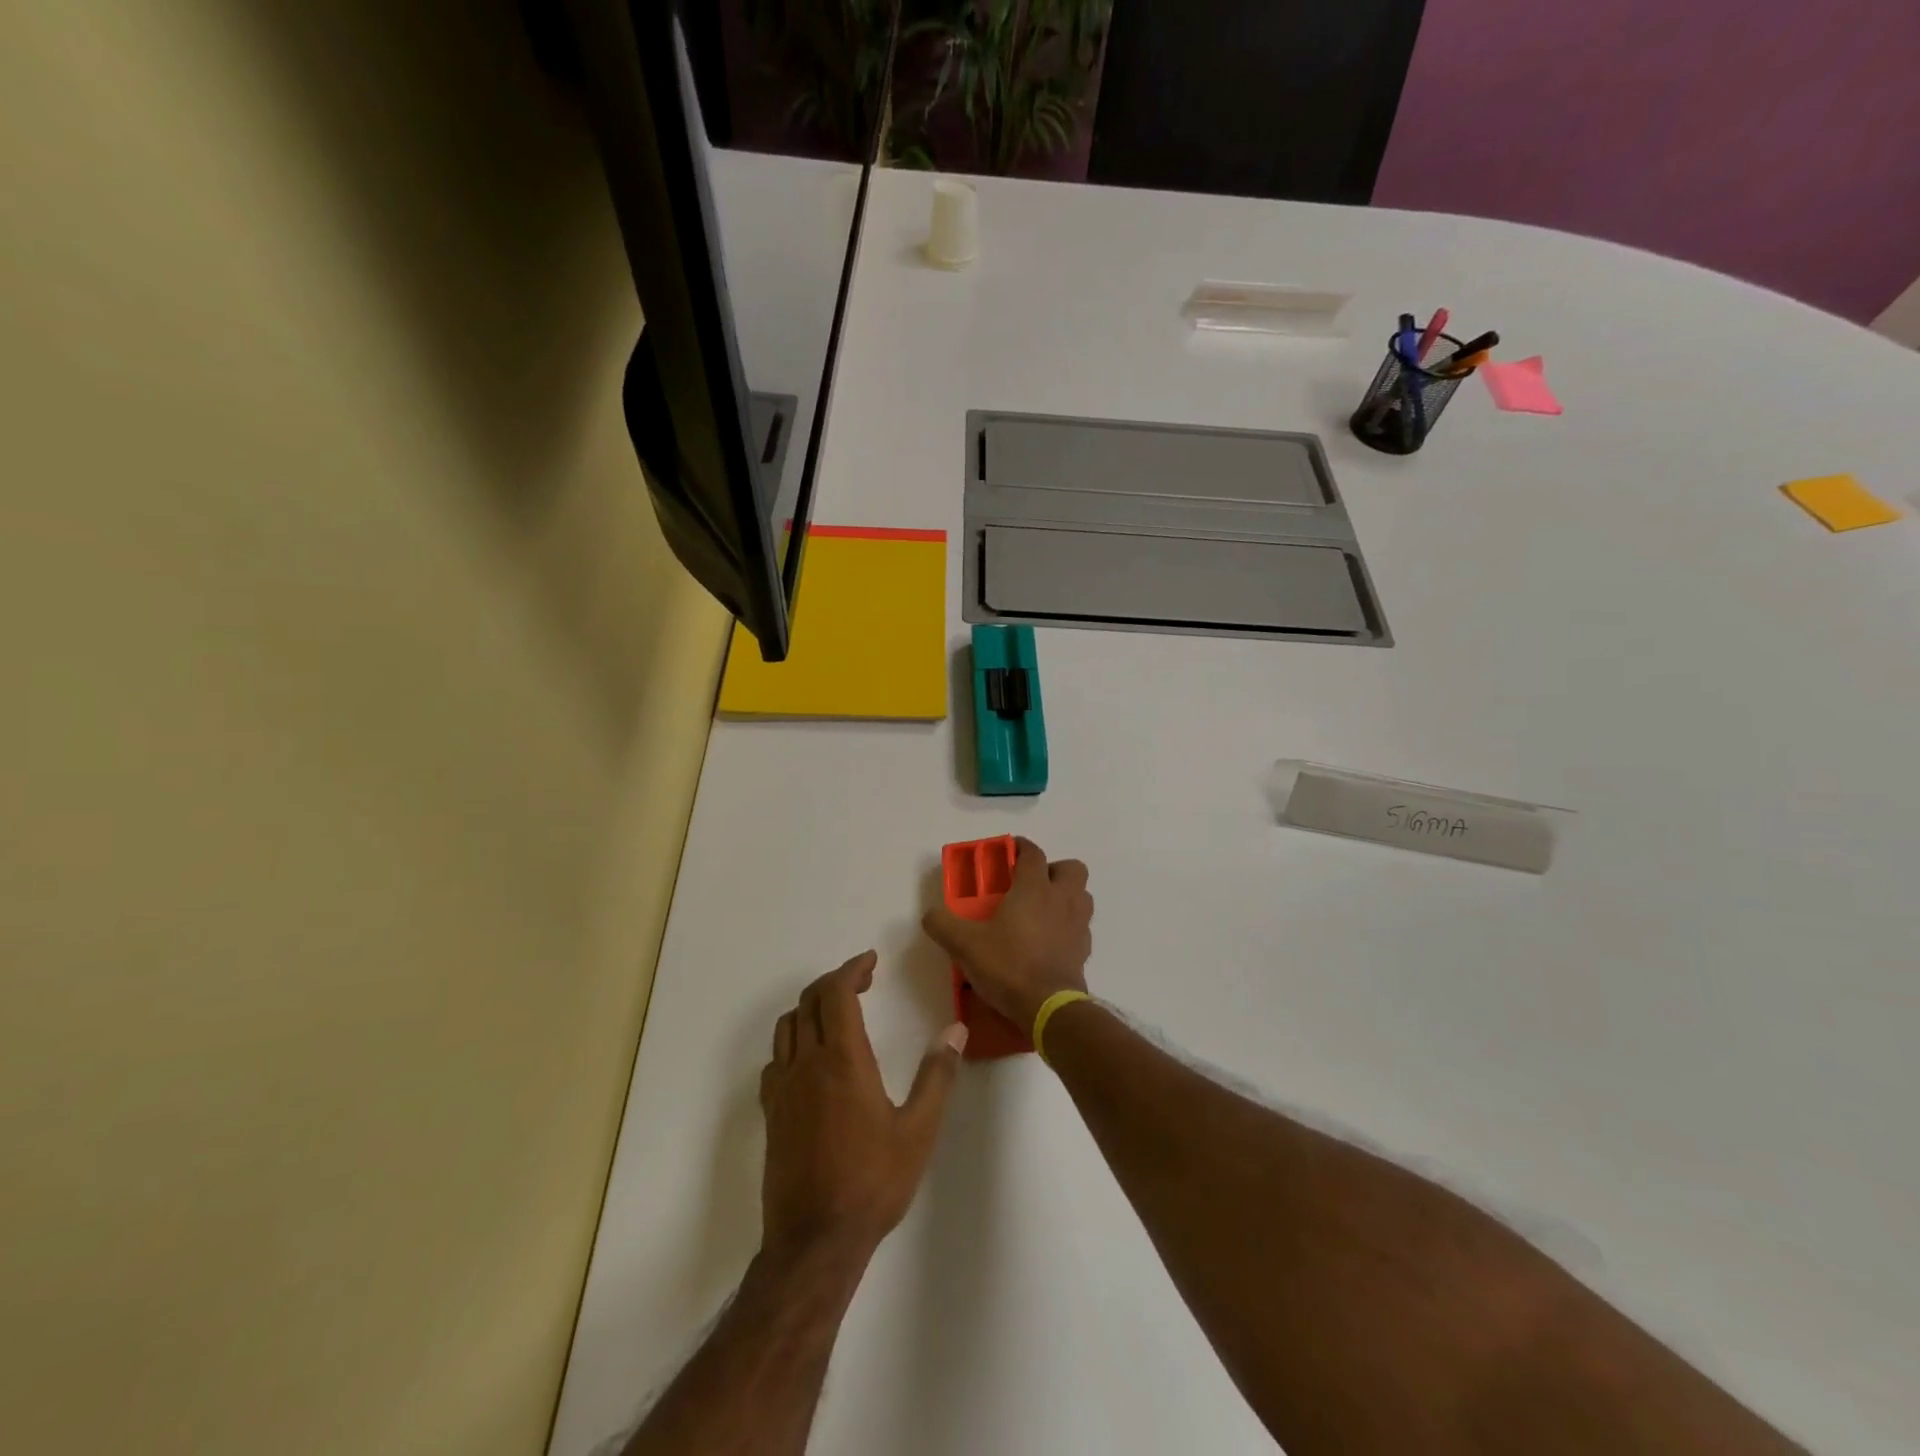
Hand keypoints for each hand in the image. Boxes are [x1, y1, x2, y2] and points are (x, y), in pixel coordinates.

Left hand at [759, 951, 967, 1267]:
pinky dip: (793, 1042)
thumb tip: (955, 1031)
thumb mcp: (918, 1131)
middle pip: (809, 1001)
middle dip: (834, 982)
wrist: (815, 1242)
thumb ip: (937, 1076)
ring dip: (810, 1007)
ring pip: (786, 1027)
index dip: (852, 969)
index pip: (836, 992)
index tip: (870, 961)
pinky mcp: (770, 1113)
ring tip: (837, 1013)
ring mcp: (782, 1089)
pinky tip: (811, 1060)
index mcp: (842, 1060)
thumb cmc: (872, 1183)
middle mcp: (806, 1064)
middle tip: (863, 981)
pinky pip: (775, 1060)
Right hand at [922, 837, 1092, 1031]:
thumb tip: (930, 914)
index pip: (1033, 853)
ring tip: (1042, 910)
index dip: (1021, 847)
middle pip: (1071, 868)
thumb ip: (943, 925)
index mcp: (1034, 888)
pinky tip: (1049, 940)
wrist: (1048, 1007)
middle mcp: (1062, 899)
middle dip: (1054, 870)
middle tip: (1031, 884)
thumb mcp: (965, 945)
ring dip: (1066, 896)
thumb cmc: (1008, 965)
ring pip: (1082, 895)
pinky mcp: (1084, 949)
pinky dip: (1068, 926)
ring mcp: (1078, 924)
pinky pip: (1081, 926)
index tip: (1009, 850)